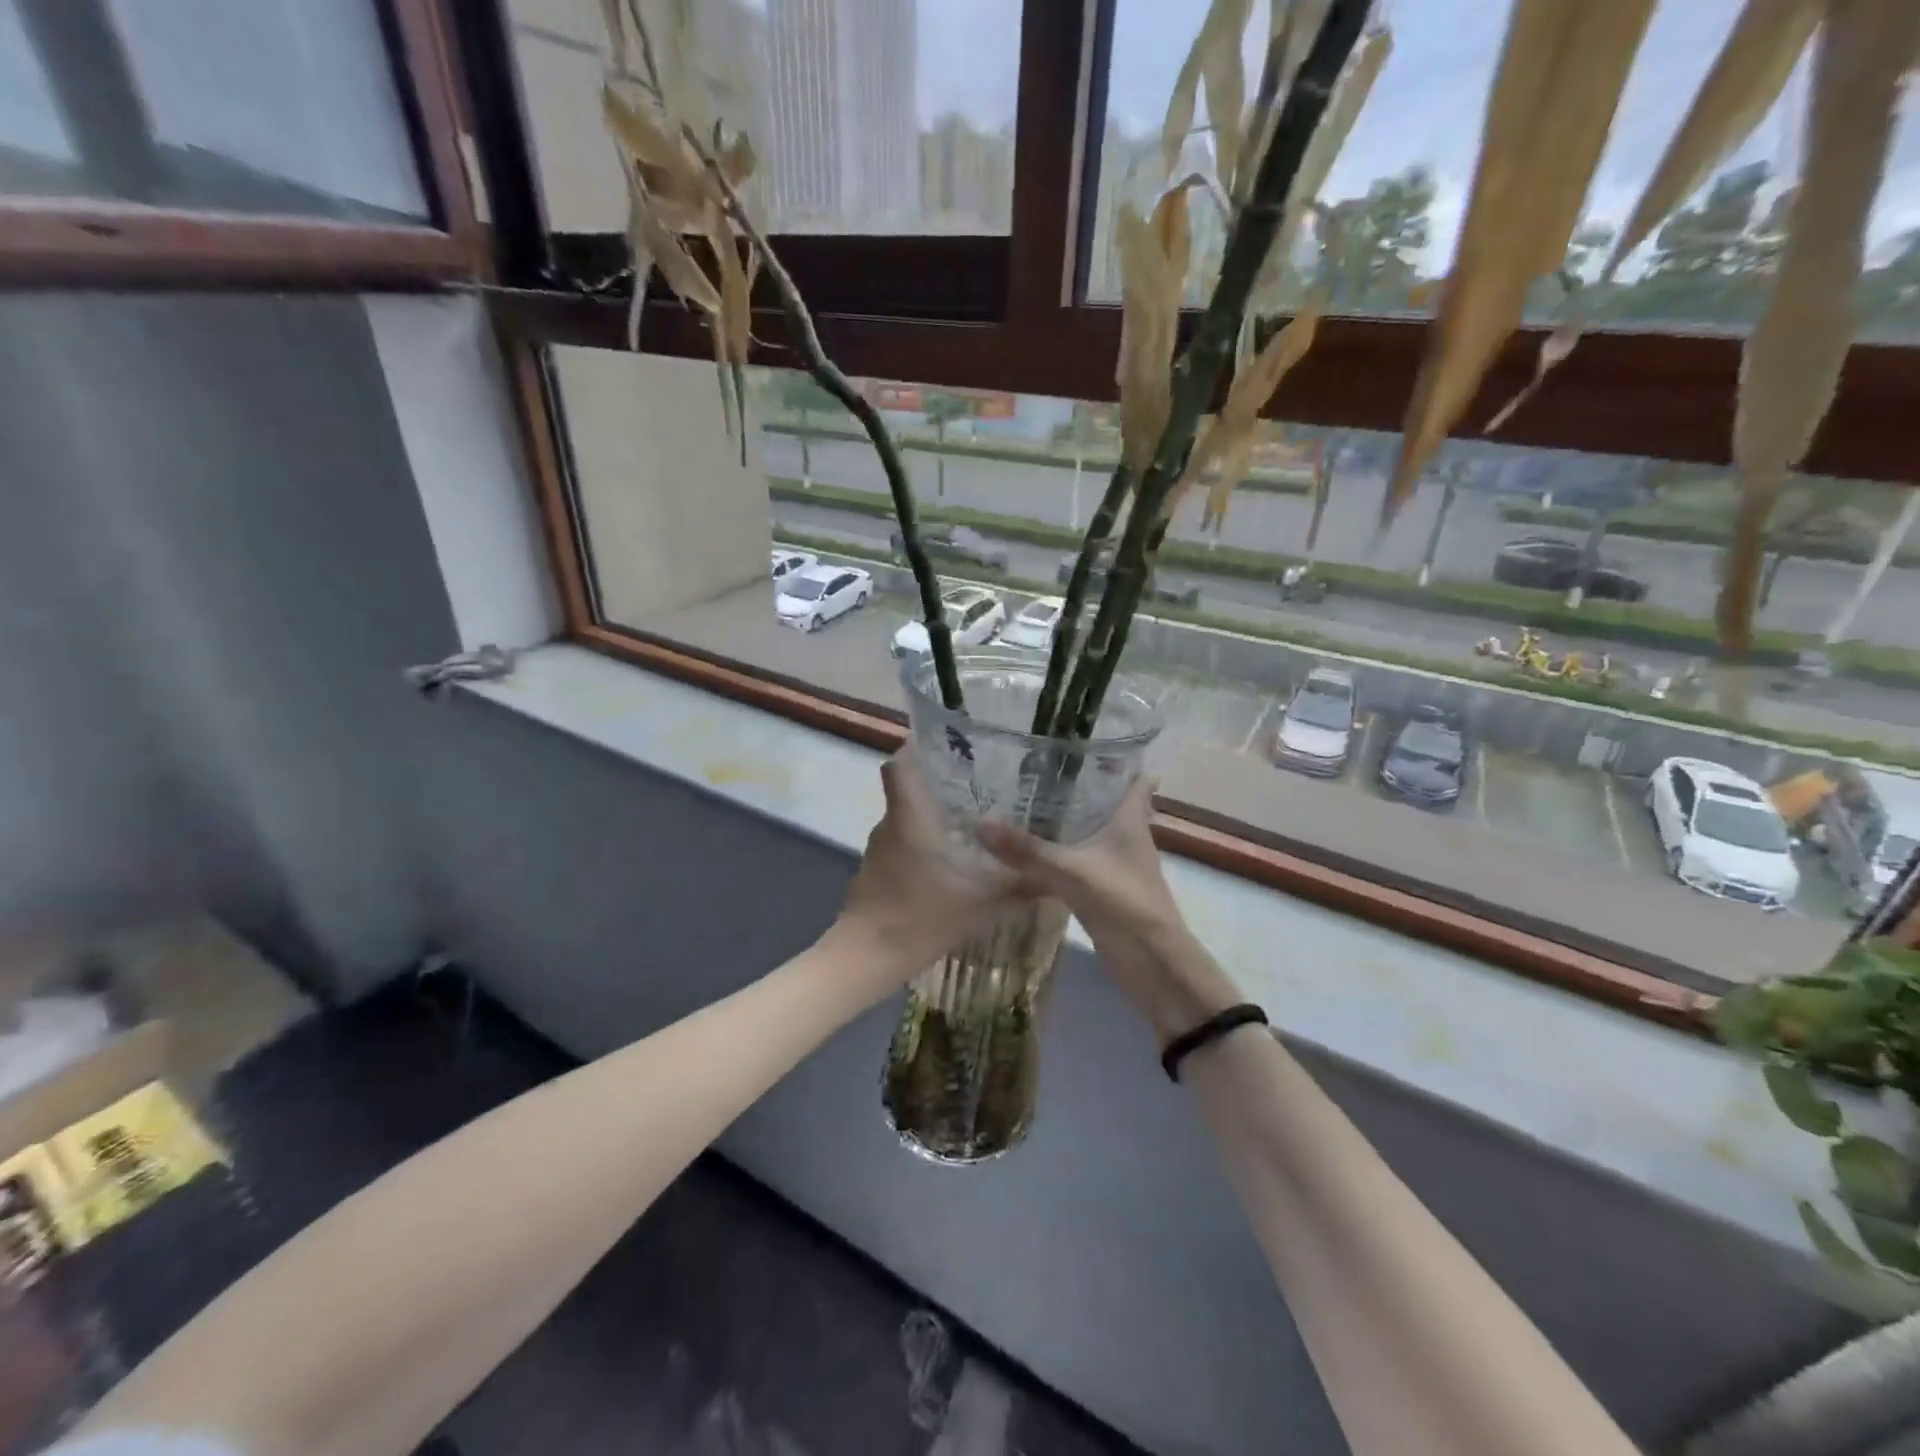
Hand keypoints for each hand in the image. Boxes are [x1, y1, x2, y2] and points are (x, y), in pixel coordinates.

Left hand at [833, 750, 1018, 986]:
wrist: (865, 958)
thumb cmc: (919, 918)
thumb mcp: (979, 905)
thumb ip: (1017, 888)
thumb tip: (1056, 878)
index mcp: (910, 817)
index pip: (901, 763)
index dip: (918, 746)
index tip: (947, 743)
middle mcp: (891, 823)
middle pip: (909, 786)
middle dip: (940, 781)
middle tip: (981, 782)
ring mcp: (880, 848)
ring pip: (907, 816)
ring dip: (934, 814)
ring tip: (975, 819)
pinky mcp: (877, 870)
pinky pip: (903, 841)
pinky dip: (924, 841)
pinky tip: (952, 859)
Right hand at [975, 777, 1236, 1039]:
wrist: (1154, 966)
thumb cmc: (1124, 903)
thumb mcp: (1071, 872)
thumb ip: (1026, 849)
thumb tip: (979, 822)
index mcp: (1130, 821)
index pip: (1136, 780)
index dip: (1119, 760)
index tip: (1087, 743)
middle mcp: (1127, 837)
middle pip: (1106, 803)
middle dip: (1077, 787)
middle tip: (1036, 769)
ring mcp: (1116, 866)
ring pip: (1089, 834)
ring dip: (1065, 822)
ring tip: (1024, 804)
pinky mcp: (1104, 890)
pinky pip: (1077, 862)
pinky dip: (1057, 856)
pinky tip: (1027, 856)